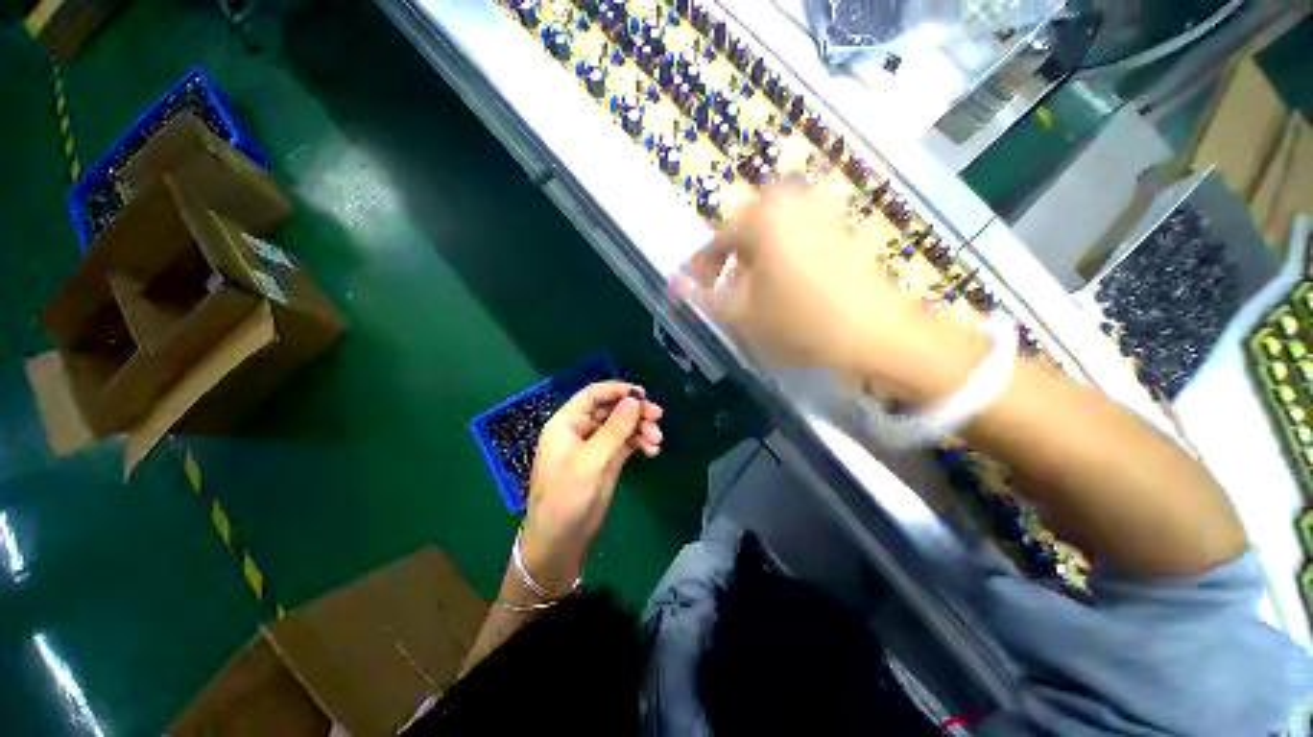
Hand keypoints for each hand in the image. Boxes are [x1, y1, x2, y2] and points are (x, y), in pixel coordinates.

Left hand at [521, 381, 663, 592]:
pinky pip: (626, 442)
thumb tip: (634, 399)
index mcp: (567, 423)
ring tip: (657, 440)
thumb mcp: (591, 460)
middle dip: (635, 411)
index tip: (643, 393)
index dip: (617, 390)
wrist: (560, 541)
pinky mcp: (607, 460)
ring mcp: (596, 446)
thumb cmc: (566, 497)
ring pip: (622, 425)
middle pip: (612, 409)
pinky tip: (653, 450)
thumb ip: (614, 429)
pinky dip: (640, 442)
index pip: (593, 395)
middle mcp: (581, 430)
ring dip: (641, 428)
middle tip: (658, 417)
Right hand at [672, 184, 985, 403]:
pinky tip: (785, 287)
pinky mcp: (842, 228)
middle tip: (723, 292)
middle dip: (729, 262)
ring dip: (754, 261)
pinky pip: (796, 237)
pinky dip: (781, 257)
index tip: (691, 290)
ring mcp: (821, 211)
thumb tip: (673, 285)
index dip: (700, 268)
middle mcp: (792, 201)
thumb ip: (703, 296)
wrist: (877, 334)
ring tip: (752, 293)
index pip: (717, 240)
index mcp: (763, 216)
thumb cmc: (800, 323)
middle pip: (744, 232)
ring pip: (771, 234)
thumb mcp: (741, 314)